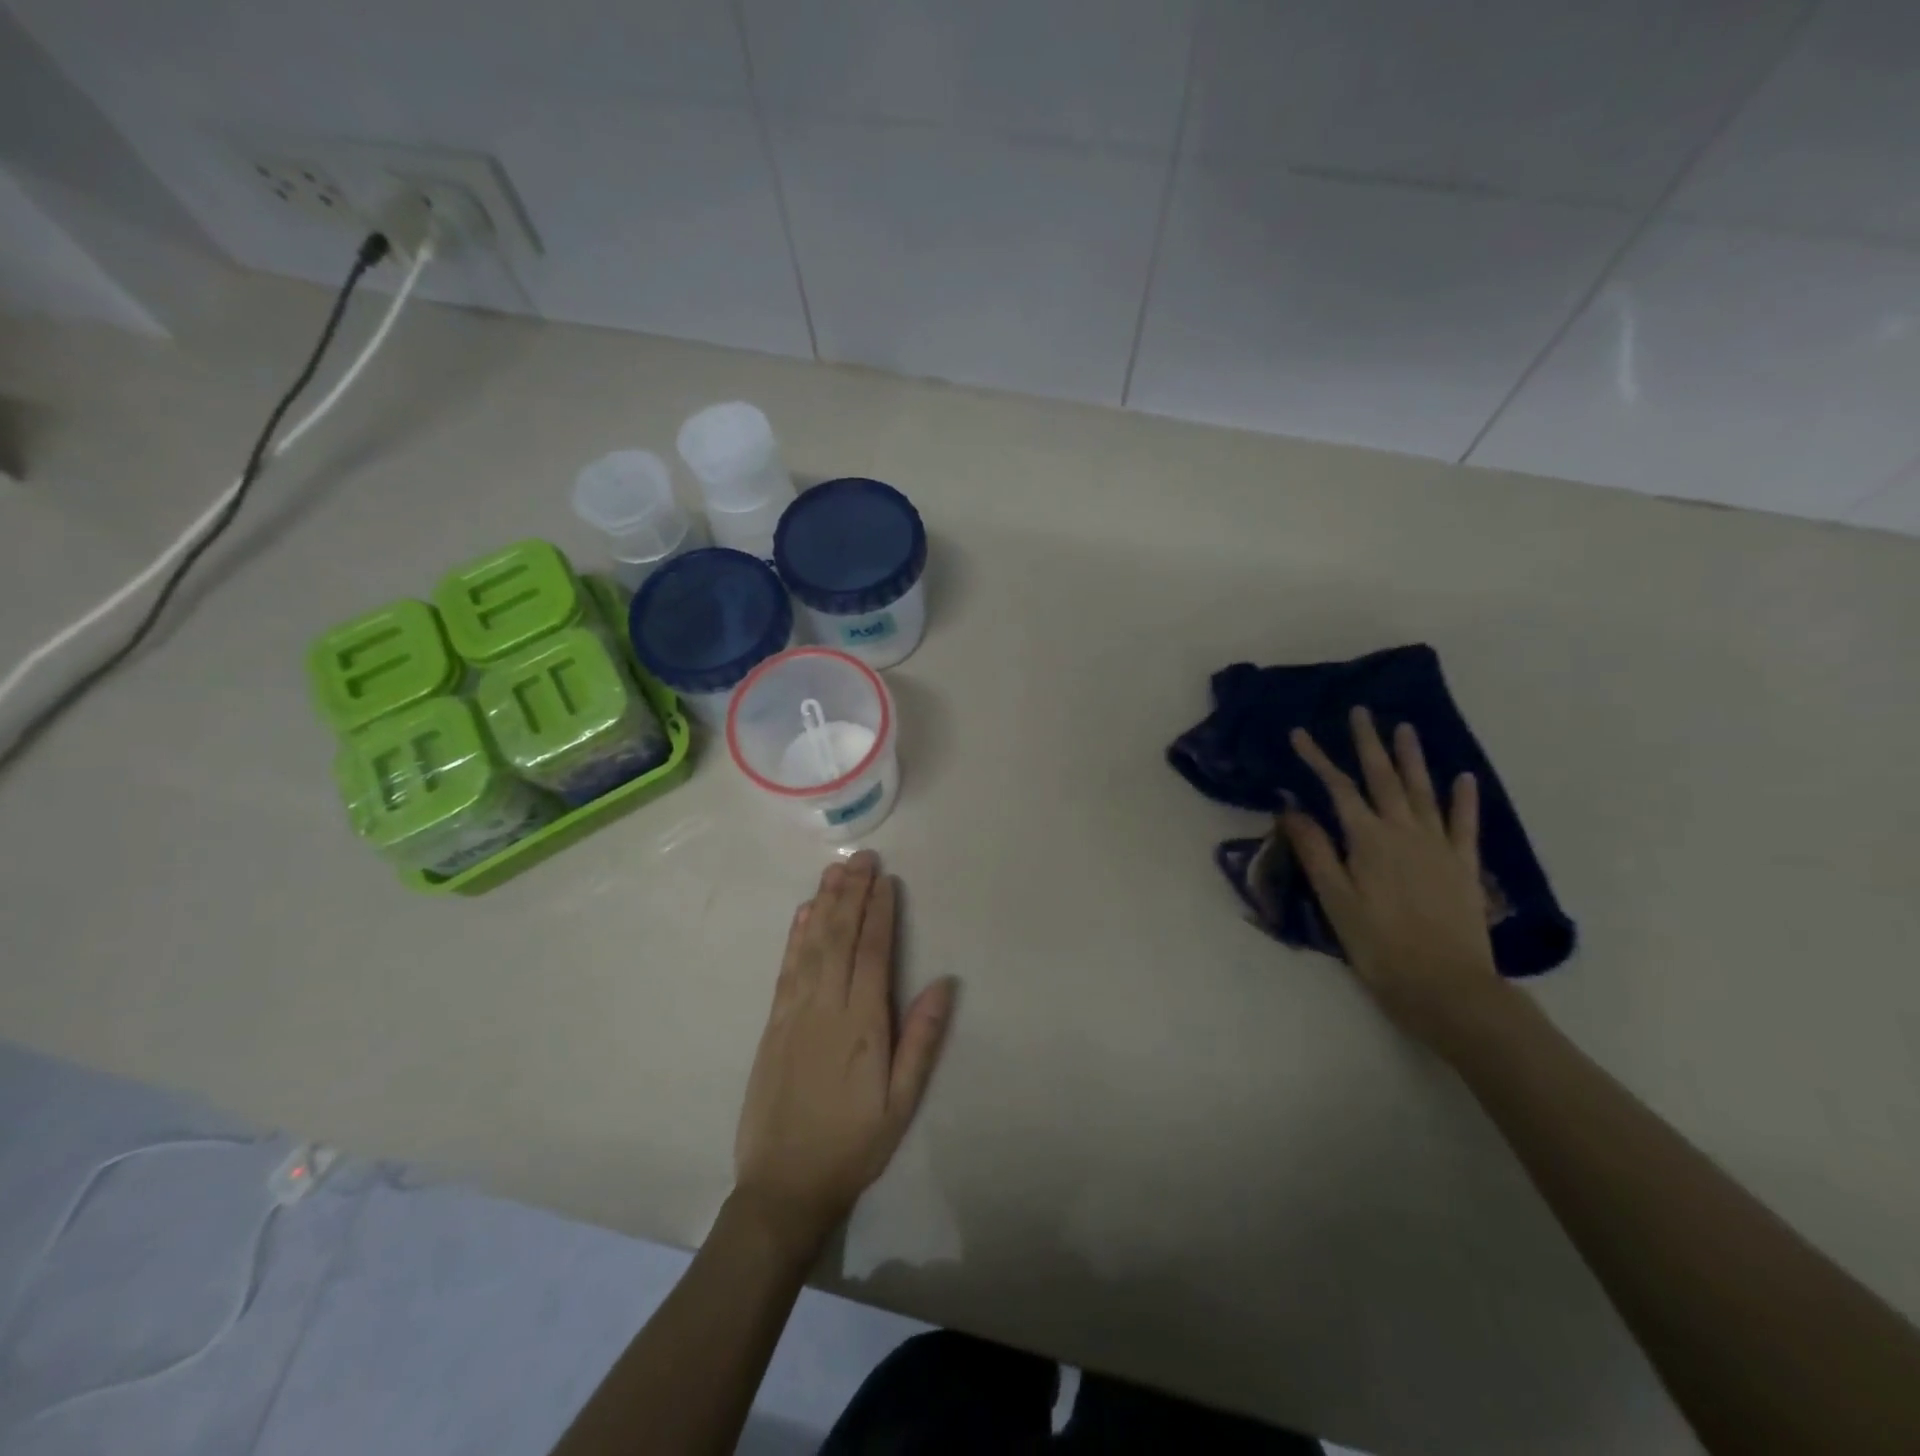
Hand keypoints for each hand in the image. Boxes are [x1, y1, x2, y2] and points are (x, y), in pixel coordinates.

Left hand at [733, 850, 955, 1256]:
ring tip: (835, 870)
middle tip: (862, 857)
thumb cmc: (853, 1144)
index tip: (886, 879)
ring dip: (823, 903)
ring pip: (810, 944)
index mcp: (862, 1024)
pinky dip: (795, 935)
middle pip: (839, 937)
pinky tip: (802, 914)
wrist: (783, 1185)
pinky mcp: (773, 1023)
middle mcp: (826, 1006)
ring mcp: (794, 1012)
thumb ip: (922, 1040)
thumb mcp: (901, 1102)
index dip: (879, 912)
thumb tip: (944, 983)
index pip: (873, 953)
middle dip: (851, 893)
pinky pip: (786, 968)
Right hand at [1281, 707, 1511, 1058]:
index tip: (1299, 734)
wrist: (1447, 987)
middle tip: (1361, 712)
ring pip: (1423, 791)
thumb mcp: (1335, 901)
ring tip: (1405, 728)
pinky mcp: (1464, 866)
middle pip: (1383, 779)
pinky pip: (1464, 823)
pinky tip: (1463, 777)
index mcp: (1368, 841)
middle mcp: (1404, 833)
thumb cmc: (1379, 946)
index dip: (1317, 759)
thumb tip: (1292, 808)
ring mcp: (1439, 847)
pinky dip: (1464, 798)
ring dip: (1412, 758)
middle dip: (1368, 744)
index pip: (1337, 789)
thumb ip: (1316, 851)